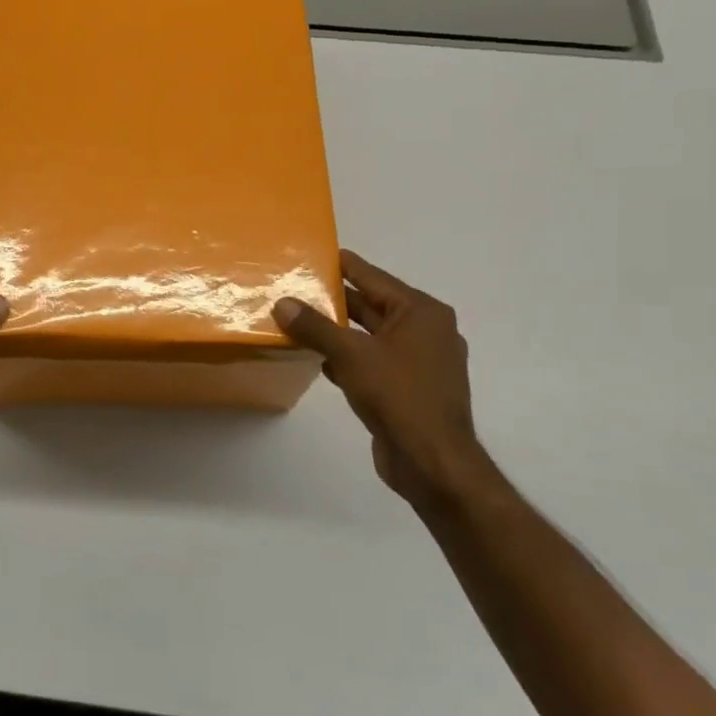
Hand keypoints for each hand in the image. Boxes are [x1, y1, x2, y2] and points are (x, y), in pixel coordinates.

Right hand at [274, 251, 490, 507]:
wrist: (432, 462)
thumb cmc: (398, 396)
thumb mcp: (351, 355)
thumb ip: (315, 327)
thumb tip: (282, 303)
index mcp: (421, 312)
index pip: (374, 278)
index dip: (344, 266)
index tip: (316, 254)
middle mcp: (426, 331)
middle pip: (372, 306)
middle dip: (335, 300)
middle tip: (296, 288)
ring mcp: (419, 362)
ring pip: (370, 336)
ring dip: (338, 332)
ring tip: (298, 321)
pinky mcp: (409, 389)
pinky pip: (373, 362)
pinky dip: (348, 358)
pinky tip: (319, 360)